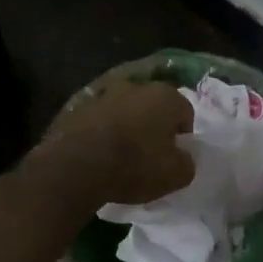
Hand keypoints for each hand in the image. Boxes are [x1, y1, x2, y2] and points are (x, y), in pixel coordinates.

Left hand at [33, 76, 195, 207]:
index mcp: (164, 96)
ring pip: (124, 110)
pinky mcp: (75, 106)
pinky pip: (98, 119)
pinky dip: (102, 131)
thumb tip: (183, 157)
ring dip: (126, 126)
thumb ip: (187, 162)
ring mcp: (102, 94)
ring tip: (121, 155)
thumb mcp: (176, 175)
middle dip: (154, 126)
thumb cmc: (135, 166)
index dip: (183, 135)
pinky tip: (98, 154)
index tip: (174, 155)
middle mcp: (135, 86)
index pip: (185, 112)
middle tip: (150, 154)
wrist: (75, 167)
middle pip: (152, 106)